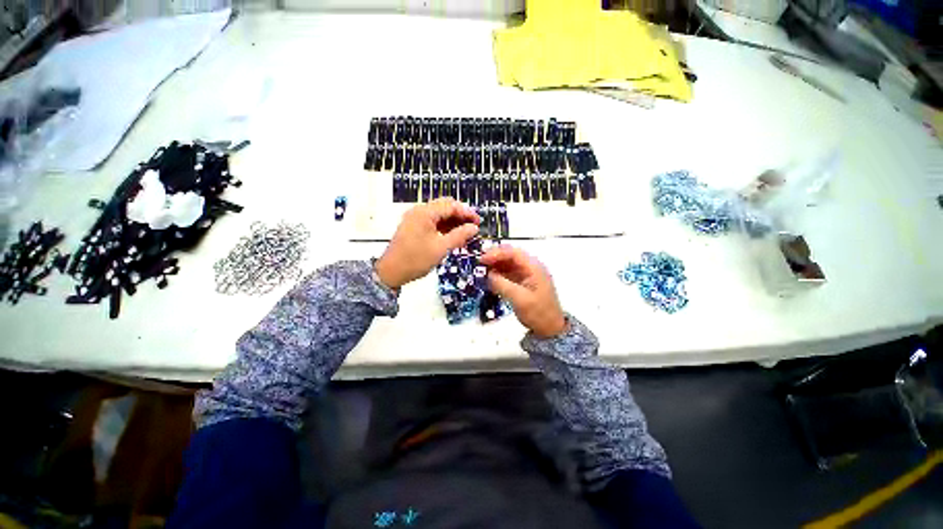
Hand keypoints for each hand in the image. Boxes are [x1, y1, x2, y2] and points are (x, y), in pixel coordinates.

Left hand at [375, 198, 479, 288]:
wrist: (391, 272)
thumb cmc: (415, 260)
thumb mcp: (441, 248)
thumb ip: (459, 235)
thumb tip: (474, 228)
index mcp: (425, 213)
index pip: (451, 205)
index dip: (467, 212)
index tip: (478, 222)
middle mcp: (419, 211)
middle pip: (445, 207)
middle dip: (460, 216)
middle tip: (472, 227)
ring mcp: (415, 219)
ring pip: (439, 214)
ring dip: (453, 222)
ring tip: (465, 234)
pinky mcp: (414, 227)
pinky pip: (433, 222)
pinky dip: (444, 227)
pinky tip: (453, 236)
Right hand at [479, 245, 566, 337]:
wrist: (550, 329)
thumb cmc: (539, 314)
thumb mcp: (519, 299)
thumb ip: (502, 284)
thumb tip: (488, 275)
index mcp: (534, 268)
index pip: (513, 253)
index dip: (496, 253)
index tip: (482, 259)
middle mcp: (531, 268)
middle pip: (510, 256)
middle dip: (494, 258)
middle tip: (479, 264)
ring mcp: (527, 275)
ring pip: (508, 264)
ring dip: (495, 266)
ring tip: (481, 271)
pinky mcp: (523, 282)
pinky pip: (508, 273)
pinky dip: (498, 274)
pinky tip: (489, 279)